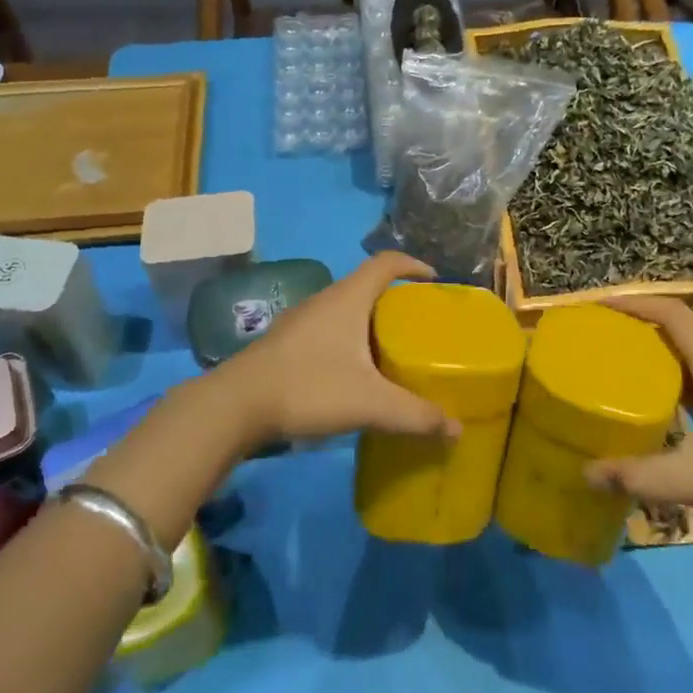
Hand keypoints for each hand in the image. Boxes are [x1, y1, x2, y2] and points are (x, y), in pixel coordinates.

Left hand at [217, 252, 458, 447]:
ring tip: (391, 349)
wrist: (236, 405)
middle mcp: (326, 299)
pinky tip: (353, 371)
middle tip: (419, 324)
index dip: (413, 264)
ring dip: (370, 320)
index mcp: (349, 298)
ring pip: (346, 308)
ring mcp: (302, 319)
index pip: (386, 262)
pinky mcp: (287, 341)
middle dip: (396, 299)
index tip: (434, 280)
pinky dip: (349, 338)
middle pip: (368, 285)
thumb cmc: (309, 388)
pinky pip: (329, 327)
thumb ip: (415, 416)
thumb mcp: (370, 404)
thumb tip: (457, 429)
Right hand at [584, 297, 692, 542]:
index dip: (638, 303)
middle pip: (677, 333)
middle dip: (638, 328)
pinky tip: (652, 412)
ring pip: (686, 362)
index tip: (602, 306)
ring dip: (653, 357)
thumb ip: (642, 477)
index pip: (674, 315)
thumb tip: (587, 473)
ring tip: (615, 368)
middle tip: (600, 338)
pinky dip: (668, 387)